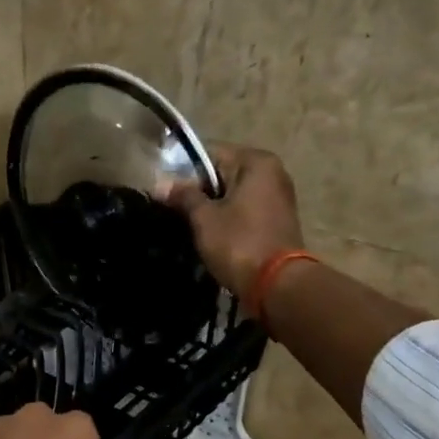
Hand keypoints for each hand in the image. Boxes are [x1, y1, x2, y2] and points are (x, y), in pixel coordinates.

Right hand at [168, 143, 305, 298]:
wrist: (276, 285)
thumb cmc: (239, 243)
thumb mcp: (204, 218)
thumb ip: (183, 196)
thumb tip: (160, 184)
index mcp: (256, 162)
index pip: (210, 153)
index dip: (183, 172)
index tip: (165, 192)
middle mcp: (272, 172)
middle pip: (223, 173)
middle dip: (198, 190)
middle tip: (173, 210)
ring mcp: (278, 197)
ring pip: (233, 194)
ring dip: (212, 207)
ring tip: (189, 225)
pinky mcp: (277, 220)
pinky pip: (244, 210)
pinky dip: (228, 218)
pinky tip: (211, 235)